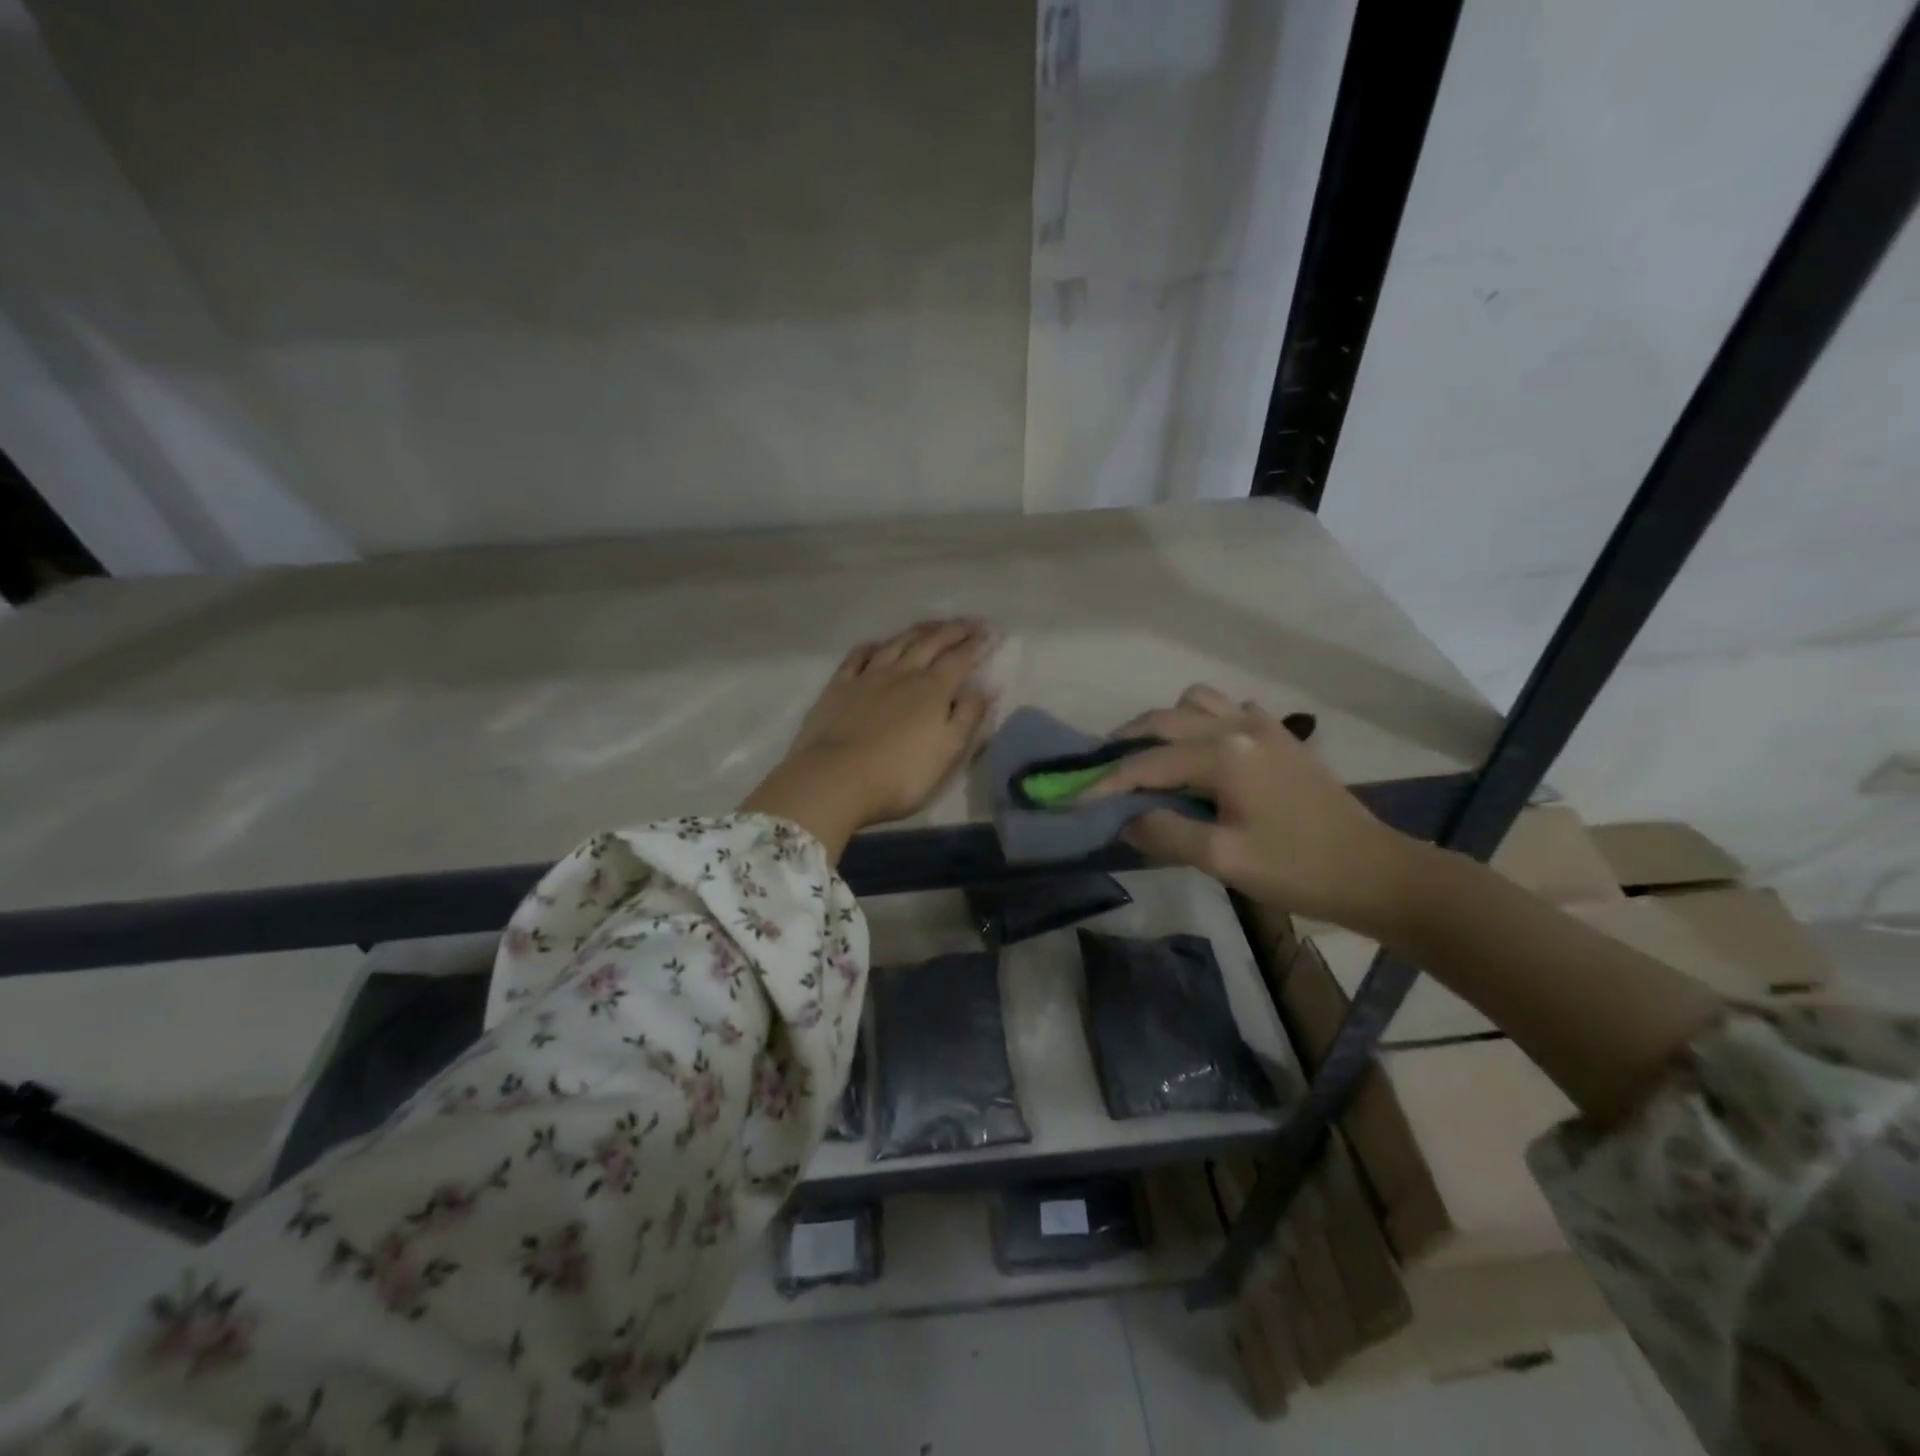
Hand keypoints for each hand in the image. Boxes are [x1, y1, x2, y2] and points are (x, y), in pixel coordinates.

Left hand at [740, 620, 994, 857]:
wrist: (835, 780)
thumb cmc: (900, 774)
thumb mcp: (948, 751)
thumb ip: (968, 716)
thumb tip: (986, 686)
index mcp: (932, 689)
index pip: (961, 658)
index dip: (979, 644)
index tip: (993, 632)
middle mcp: (902, 673)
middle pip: (931, 643)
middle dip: (953, 630)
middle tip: (970, 621)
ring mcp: (867, 677)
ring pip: (897, 643)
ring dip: (918, 631)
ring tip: (933, 624)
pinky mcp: (839, 687)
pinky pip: (857, 657)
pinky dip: (871, 647)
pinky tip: (876, 644)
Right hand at [1086, 686, 1421, 932]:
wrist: (1375, 871)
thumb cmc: (1298, 869)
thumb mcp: (1222, 860)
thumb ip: (1165, 833)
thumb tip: (1126, 818)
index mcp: (1223, 754)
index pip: (1146, 762)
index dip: (1105, 781)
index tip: (1072, 797)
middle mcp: (1238, 726)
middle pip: (1162, 719)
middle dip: (1124, 743)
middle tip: (1100, 773)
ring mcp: (1263, 725)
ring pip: (1195, 702)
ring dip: (1164, 724)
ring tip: (1151, 758)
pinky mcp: (1279, 735)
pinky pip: (1227, 709)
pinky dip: (1202, 721)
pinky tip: (1201, 753)